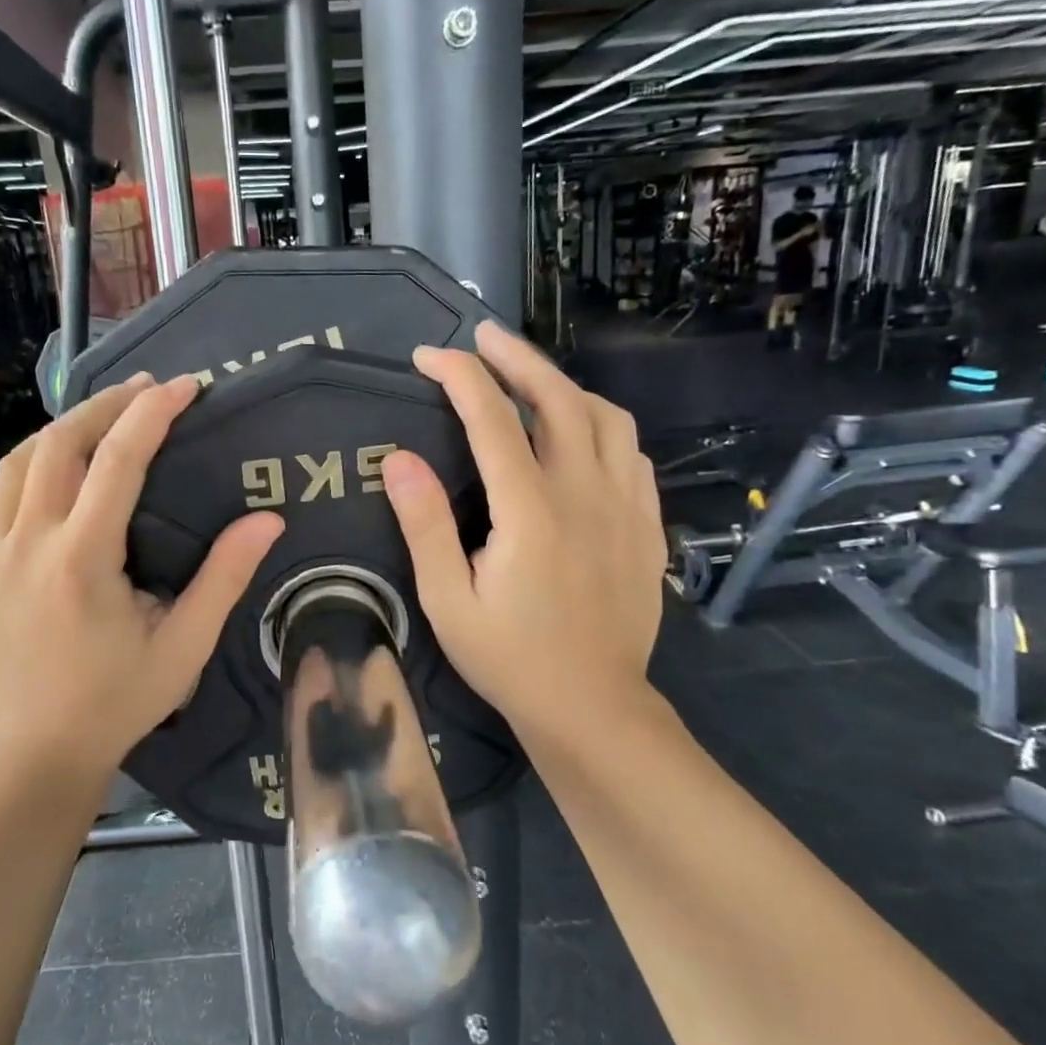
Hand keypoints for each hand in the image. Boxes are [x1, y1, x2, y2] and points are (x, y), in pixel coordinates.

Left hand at [0, 374, 283, 775]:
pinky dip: (29, 463)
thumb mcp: (184, 646)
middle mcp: (30, 543)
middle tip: (147, 391)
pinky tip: (53, 467)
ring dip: (63, 428)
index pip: (117, 460)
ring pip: (19, 460)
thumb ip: (224, 579)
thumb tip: (268, 520)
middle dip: (105, 405)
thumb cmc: (117, 701)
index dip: (153, 413)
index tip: (186, 385)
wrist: (37, 750)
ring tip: (103, 418)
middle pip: (59, 444)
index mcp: (82, 559)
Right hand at [380, 320, 664, 739]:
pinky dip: (603, 427)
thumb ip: (424, 526)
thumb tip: (399, 458)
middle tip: (483, 337)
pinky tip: (582, 435)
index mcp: (529, 511)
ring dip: (565, 386)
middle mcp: (584, 494)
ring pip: (606, 417)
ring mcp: (625, 507)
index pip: (492, 419)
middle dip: (517, 357)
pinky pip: (631, 454)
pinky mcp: (646, 525)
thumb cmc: (510, 658)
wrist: (593, 707)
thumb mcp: (447, 602)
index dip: (459, 376)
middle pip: (558, 398)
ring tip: (531, 382)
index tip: (428, 356)